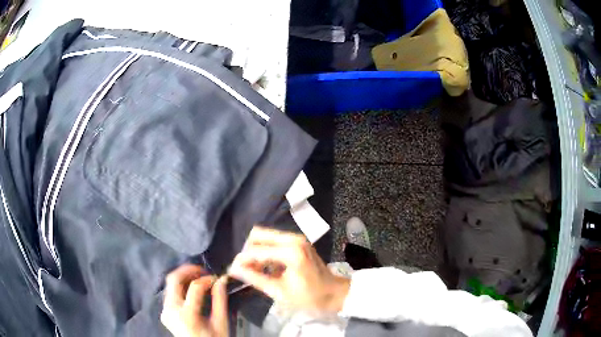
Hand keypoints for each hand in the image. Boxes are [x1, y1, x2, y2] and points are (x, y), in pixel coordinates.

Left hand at [161, 265, 228, 336]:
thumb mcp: (221, 323)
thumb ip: (220, 300)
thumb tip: (222, 280)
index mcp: (187, 315)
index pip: (194, 287)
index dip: (207, 278)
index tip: (217, 278)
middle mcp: (171, 310)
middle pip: (173, 279)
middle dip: (188, 270)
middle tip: (203, 271)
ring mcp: (165, 311)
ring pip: (170, 285)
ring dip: (184, 278)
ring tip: (199, 279)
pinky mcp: (164, 313)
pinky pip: (170, 293)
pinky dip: (180, 287)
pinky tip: (191, 290)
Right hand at [228, 226, 349, 313]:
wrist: (335, 293)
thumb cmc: (310, 297)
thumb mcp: (280, 292)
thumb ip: (255, 279)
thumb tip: (234, 270)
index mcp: (290, 252)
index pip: (255, 250)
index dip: (242, 260)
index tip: (232, 271)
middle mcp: (293, 239)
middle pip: (258, 235)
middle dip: (249, 251)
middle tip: (246, 269)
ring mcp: (297, 239)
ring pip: (266, 236)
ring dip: (257, 251)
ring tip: (255, 270)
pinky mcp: (299, 242)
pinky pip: (275, 241)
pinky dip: (267, 251)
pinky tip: (267, 268)